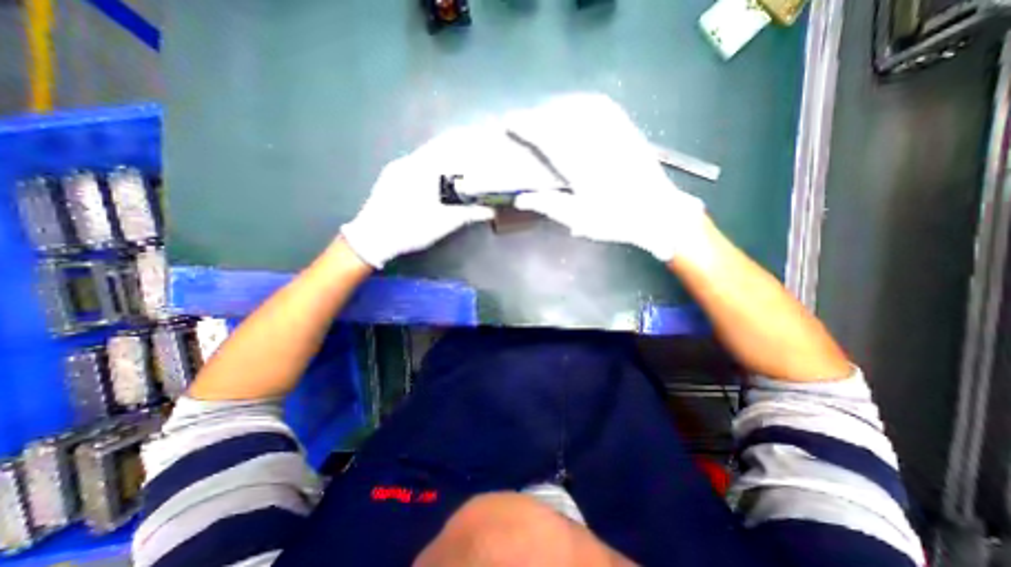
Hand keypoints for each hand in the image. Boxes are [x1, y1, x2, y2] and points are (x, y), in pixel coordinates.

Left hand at [344, 123, 504, 265]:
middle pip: (439, 148)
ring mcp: (398, 169)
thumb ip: (469, 214)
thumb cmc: (410, 229)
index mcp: (421, 168)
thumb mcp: (443, 223)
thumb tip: (491, 211)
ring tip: (464, 169)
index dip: (469, 140)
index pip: (449, 144)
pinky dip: (435, 168)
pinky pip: (418, 165)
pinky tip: (441, 180)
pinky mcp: (392, 178)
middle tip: (478, 157)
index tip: (484, 141)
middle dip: (460, 150)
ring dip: (447, 160)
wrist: (372, 240)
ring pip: (428, 157)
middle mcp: (408, 162)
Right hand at [503, 94, 705, 261]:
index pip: (548, 138)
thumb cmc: (616, 220)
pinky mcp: (628, 130)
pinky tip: (576, 107)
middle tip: (523, 121)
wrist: (658, 214)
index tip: (509, 121)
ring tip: (544, 114)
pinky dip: (583, 102)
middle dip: (538, 115)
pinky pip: (603, 106)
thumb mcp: (579, 219)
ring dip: (558, 106)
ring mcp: (616, 132)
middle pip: (562, 118)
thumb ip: (549, 206)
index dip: (526, 127)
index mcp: (582, 166)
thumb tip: (520, 199)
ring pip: (581, 106)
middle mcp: (598, 142)